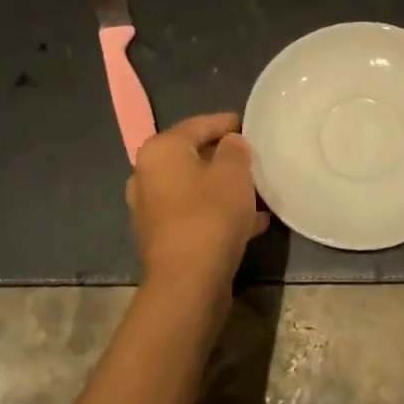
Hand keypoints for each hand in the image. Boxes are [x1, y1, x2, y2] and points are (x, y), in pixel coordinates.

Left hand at [126, 113, 267, 287]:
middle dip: (224, 158)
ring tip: (256, 191)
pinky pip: (194, 214)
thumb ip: (235, 149)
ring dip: (223, 188)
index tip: (248, 123)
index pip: (196, 125)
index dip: (224, 123)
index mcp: (160, 151)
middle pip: (192, 157)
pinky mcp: (161, 237)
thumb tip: (231, 144)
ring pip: (194, 188)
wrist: (188, 281)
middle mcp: (146, 176)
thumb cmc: (210, 214)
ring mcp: (150, 209)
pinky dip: (218, 212)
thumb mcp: (234, 172)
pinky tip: (251, 222)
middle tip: (253, 158)